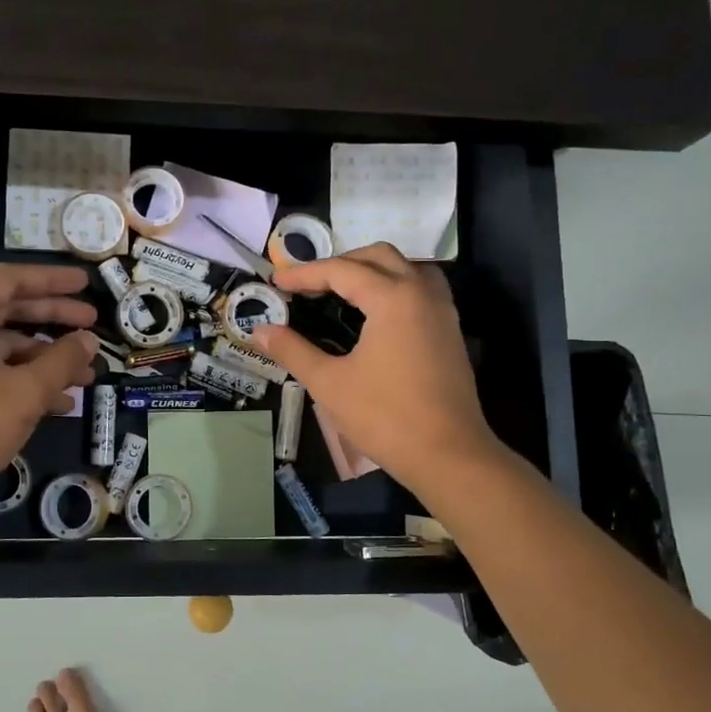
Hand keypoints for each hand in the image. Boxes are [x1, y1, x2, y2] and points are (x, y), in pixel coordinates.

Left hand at [0, 264, 99, 507]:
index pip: (10, 280)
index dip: (51, 279)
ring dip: (45, 358)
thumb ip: (62, 361)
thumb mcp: (26, 391)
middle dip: (54, 319)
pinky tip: (60, 403)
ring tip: (86, 375)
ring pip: (4, 347)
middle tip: (93, 324)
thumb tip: (88, 341)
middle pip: (9, 311)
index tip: (84, 284)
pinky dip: (24, 380)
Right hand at [248, 244, 504, 498]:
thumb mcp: (329, 383)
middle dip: (340, 263)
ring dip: (372, 270)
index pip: (342, 270)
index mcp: (393, 298)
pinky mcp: (450, 331)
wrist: (448, 455)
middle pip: (378, 257)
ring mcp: (442, 311)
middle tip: (308, 285)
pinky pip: (421, 289)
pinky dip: (394, 287)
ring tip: (342, 292)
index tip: (276, 282)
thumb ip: (293, 350)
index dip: (305, 273)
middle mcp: (421, 293)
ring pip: (406, 268)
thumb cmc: (385, 417)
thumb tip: (260, 332)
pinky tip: (376, 314)